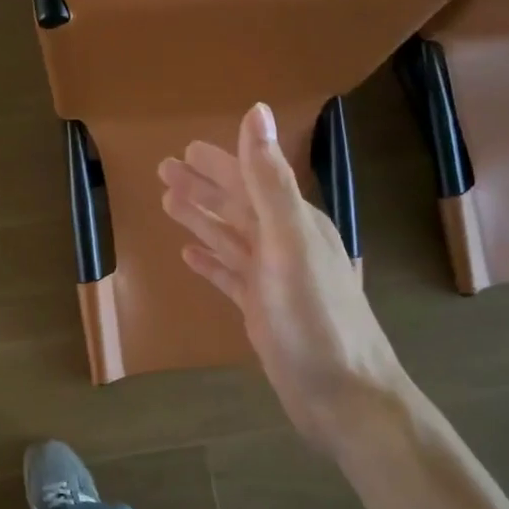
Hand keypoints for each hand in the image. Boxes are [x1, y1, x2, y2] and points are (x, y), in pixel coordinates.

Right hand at [159, 103, 405, 452]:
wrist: (345, 396)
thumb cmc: (314, 318)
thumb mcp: (289, 242)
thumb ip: (269, 180)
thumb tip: (257, 112)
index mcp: (294, 222)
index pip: (250, 181)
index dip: (219, 164)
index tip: (186, 149)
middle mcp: (285, 245)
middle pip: (236, 206)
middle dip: (202, 188)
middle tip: (163, 171)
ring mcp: (274, 279)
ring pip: (230, 239)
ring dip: (201, 220)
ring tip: (167, 204)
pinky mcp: (264, 310)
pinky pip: (231, 276)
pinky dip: (210, 263)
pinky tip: (188, 257)